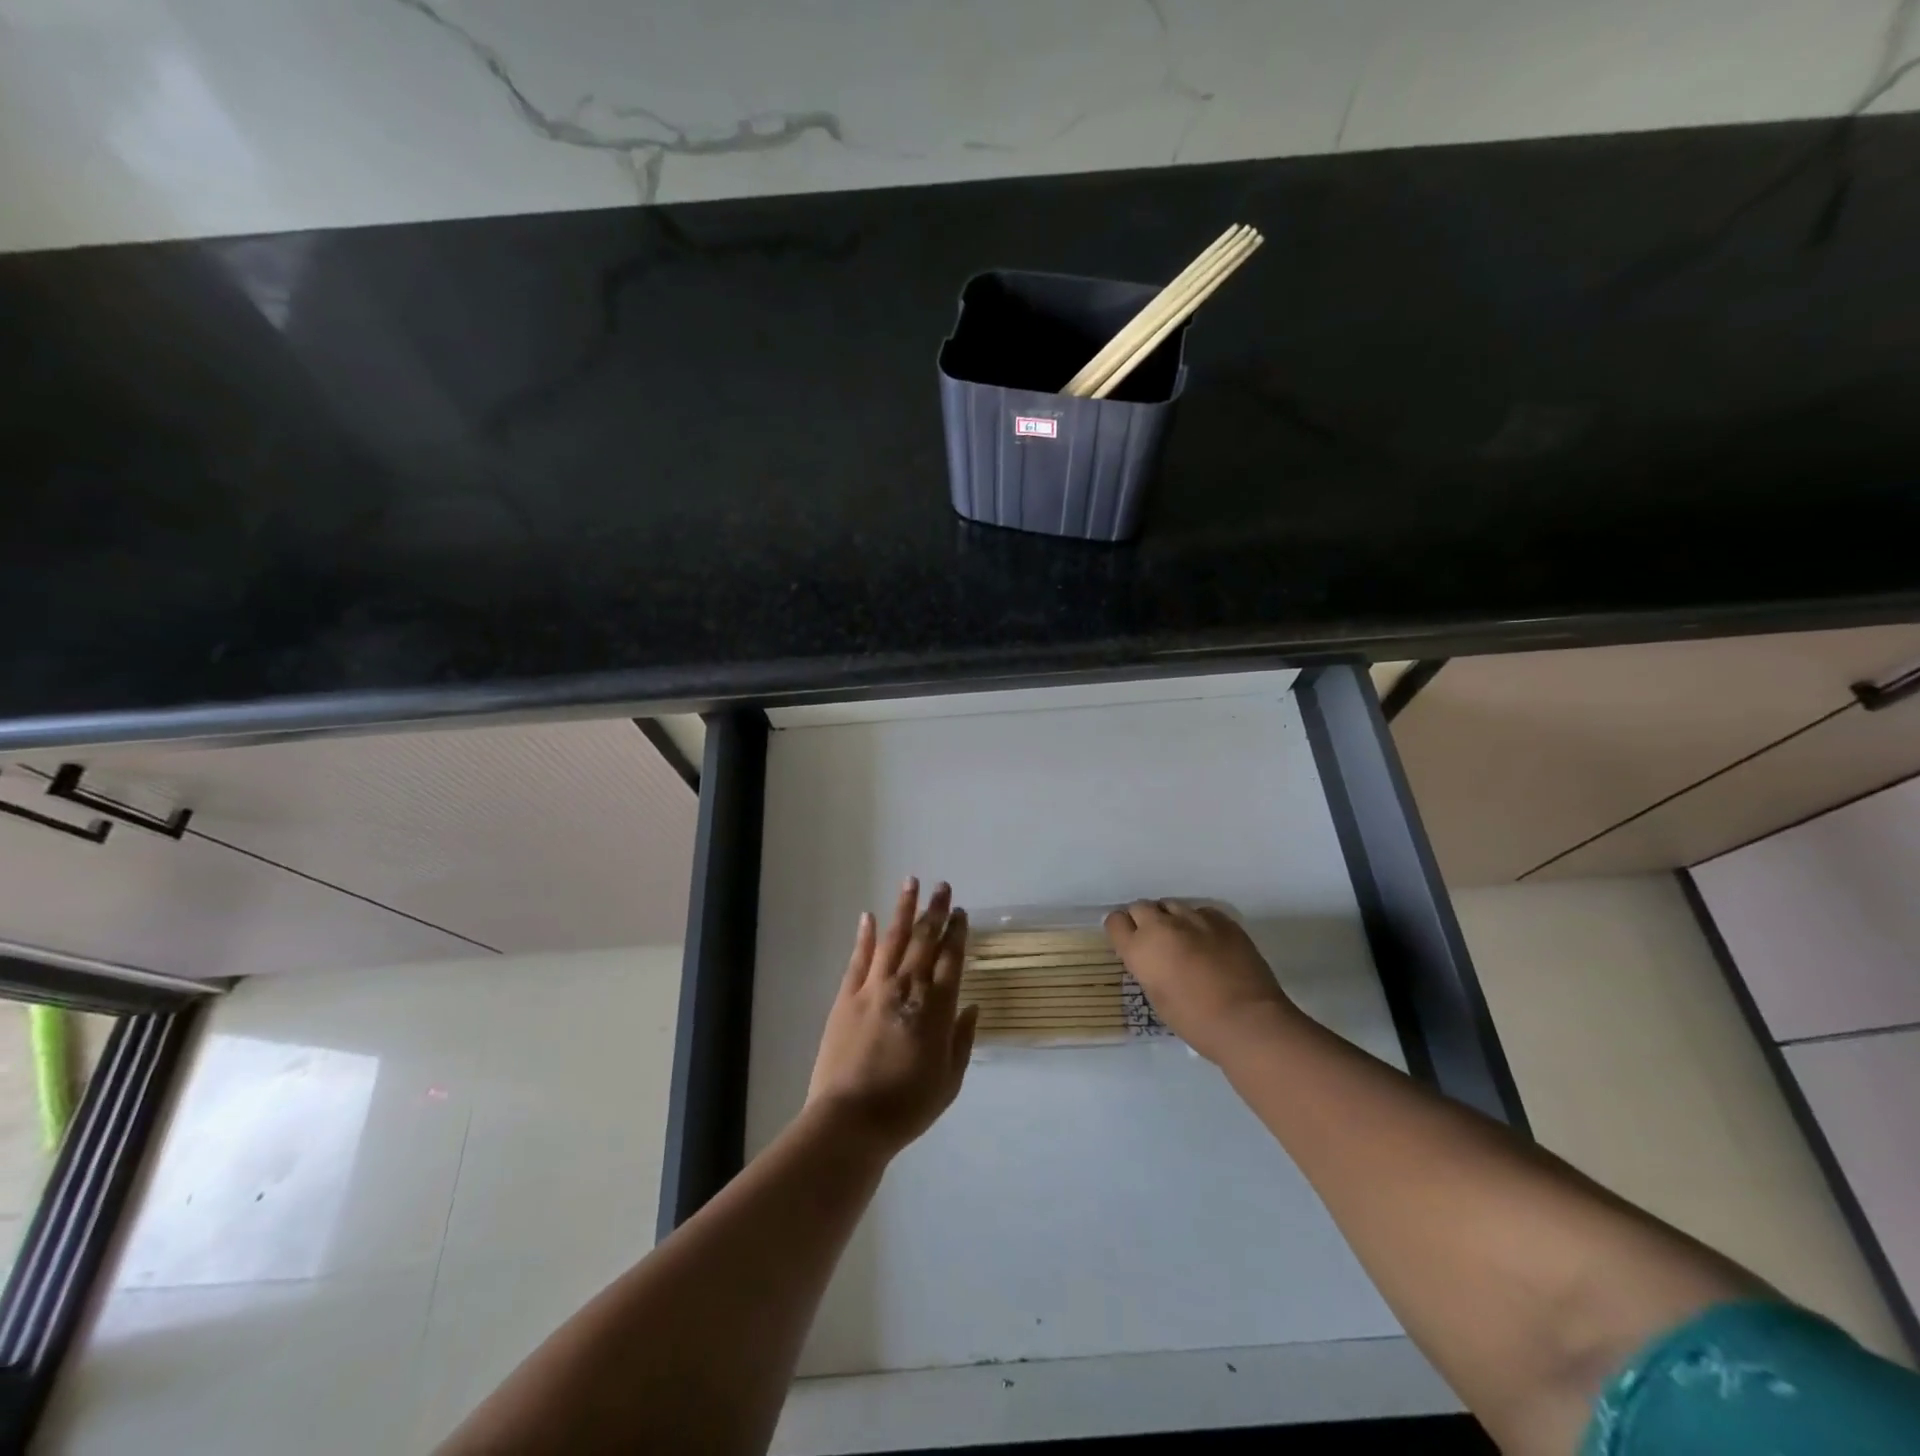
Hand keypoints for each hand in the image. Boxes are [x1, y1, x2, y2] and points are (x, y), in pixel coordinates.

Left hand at [807, 879, 978, 1158]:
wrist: (851, 1121)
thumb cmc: (907, 1106)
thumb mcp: (949, 1081)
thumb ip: (962, 1040)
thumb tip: (971, 1006)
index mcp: (936, 1008)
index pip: (951, 959)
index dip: (957, 933)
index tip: (961, 912)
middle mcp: (907, 988)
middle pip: (924, 940)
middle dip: (935, 911)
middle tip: (942, 886)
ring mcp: (874, 989)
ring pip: (893, 940)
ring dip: (903, 909)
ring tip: (911, 883)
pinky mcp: (846, 997)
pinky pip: (858, 959)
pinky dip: (865, 935)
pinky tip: (869, 916)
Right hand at [1104, 900, 1297, 1064]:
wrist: (1248, 1020)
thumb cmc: (1195, 1021)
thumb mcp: (1157, 996)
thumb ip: (1148, 968)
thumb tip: (1153, 958)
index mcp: (1140, 949)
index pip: (1115, 922)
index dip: (1122, 931)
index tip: (1130, 942)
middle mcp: (1161, 926)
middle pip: (1141, 907)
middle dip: (1145, 921)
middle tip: (1157, 942)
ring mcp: (1193, 918)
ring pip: (1171, 906)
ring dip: (1172, 920)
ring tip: (1185, 941)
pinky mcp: (1222, 919)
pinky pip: (1201, 911)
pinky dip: (1199, 923)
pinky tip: (1210, 942)